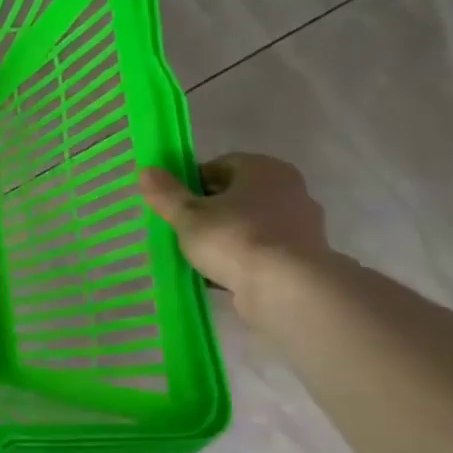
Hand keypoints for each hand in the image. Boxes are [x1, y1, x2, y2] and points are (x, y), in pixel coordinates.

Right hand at [138, 153, 330, 307]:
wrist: (287, 288)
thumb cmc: (234, 238)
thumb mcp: (187, 215)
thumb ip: (166, 193)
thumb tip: (147, 171)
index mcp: (264, 169)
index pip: (220, 165)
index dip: (192, 182)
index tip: (174, 203)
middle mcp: (289, 189)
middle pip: (237, 194)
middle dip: (209, 209)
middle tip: (183, 227)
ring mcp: (301, 224)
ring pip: (250, 223)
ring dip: (226, 234)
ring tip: (199, 254)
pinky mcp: (305, 256)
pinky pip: (263, 249)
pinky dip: (243, 257)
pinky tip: (221, 273)